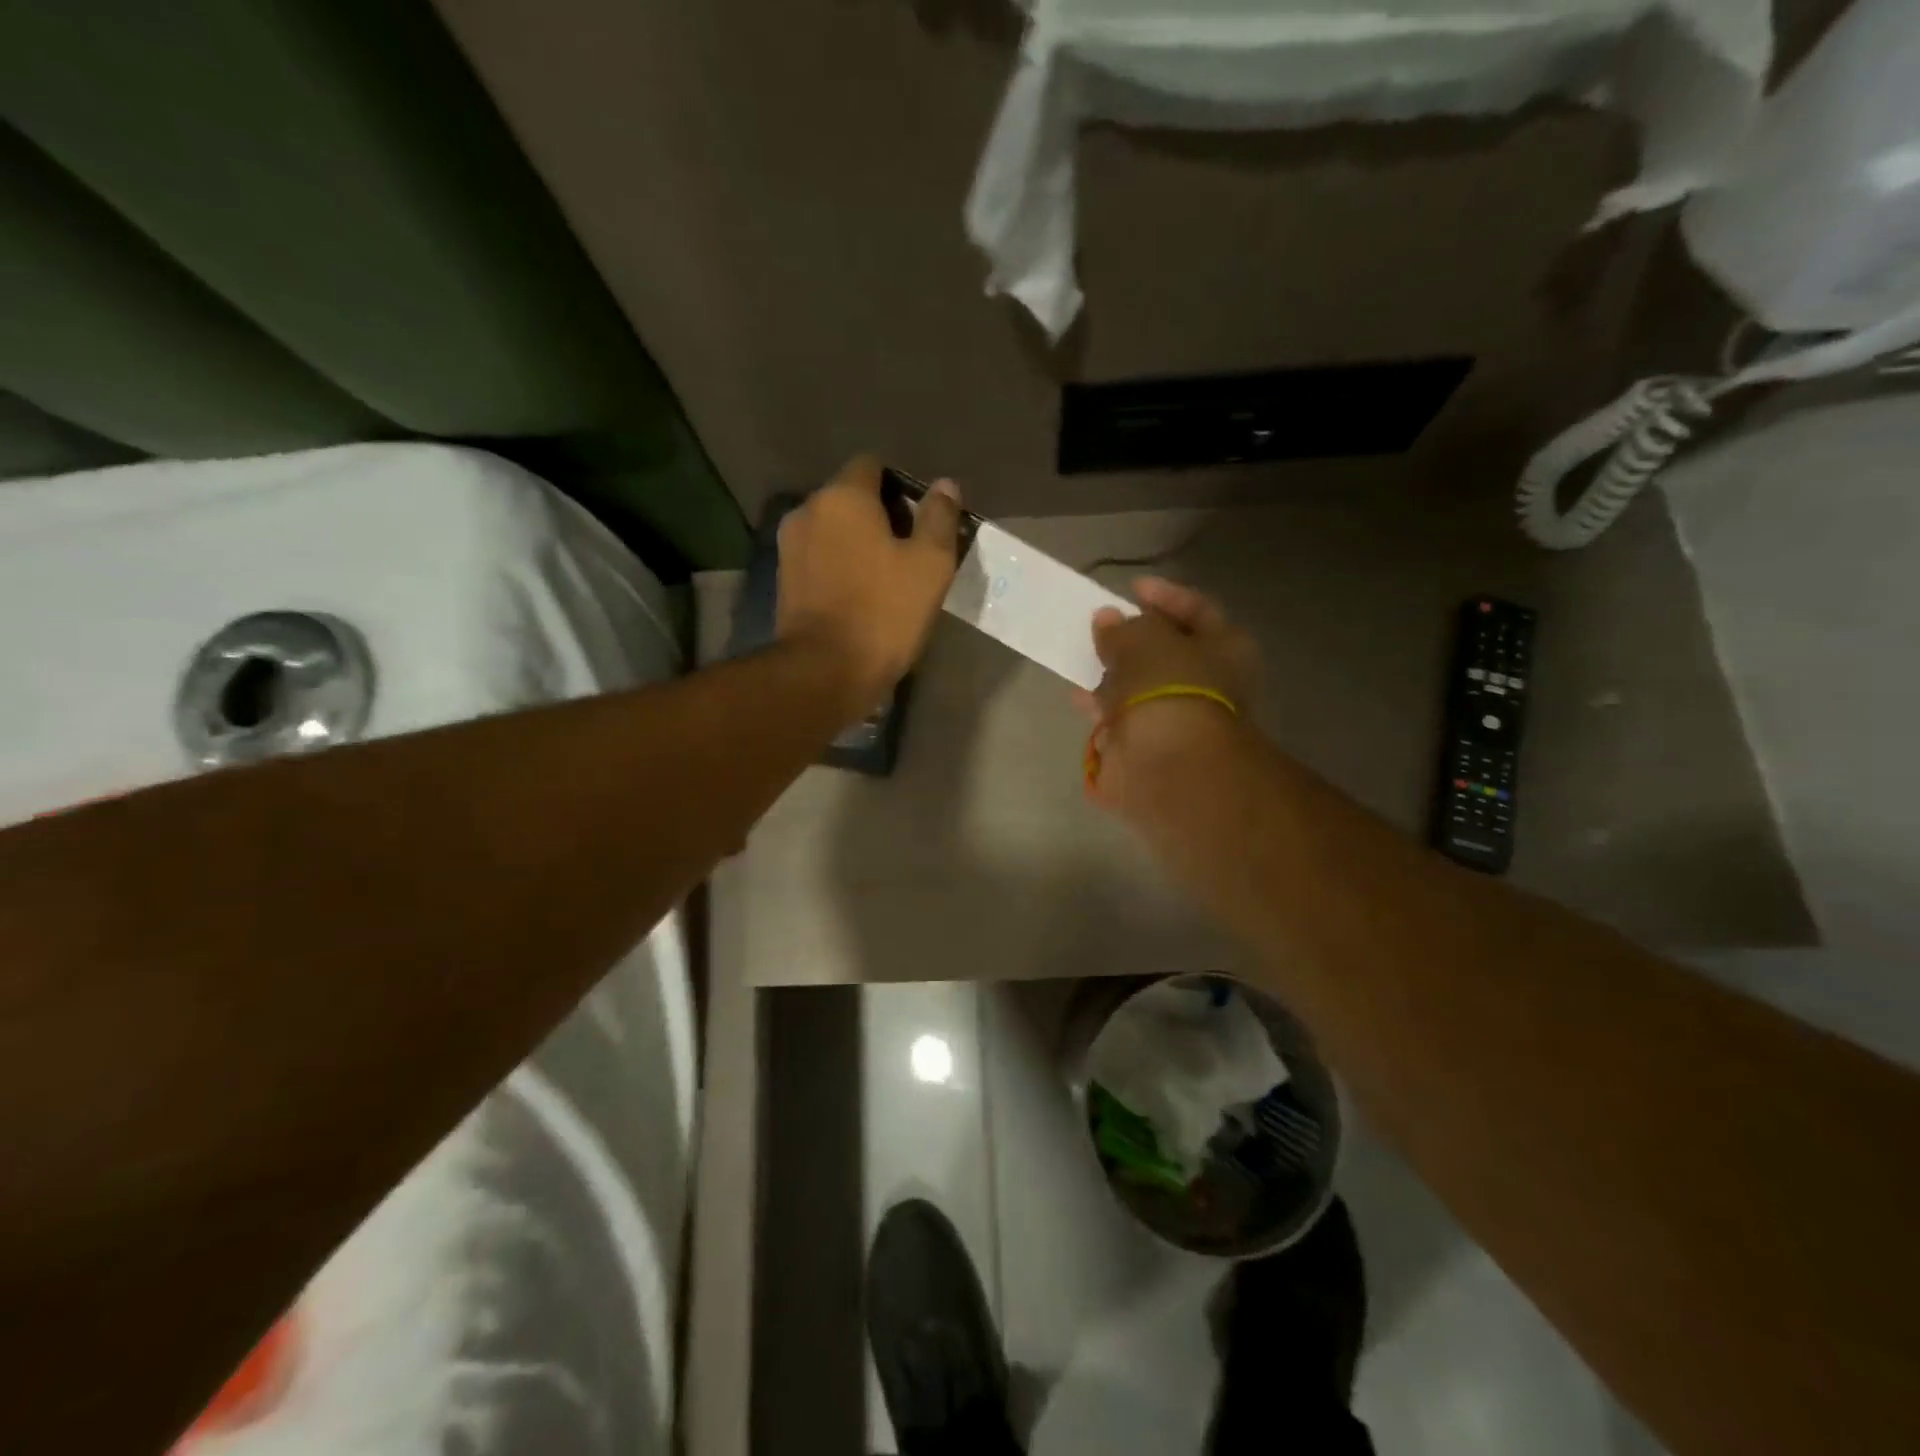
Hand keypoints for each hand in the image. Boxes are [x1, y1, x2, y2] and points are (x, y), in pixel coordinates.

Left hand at [776, 456, 961, 706]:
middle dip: (880, 516)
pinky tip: (860, 596)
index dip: (901, 486)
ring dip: (858, 544)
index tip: (922, 520)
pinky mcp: (784, 581)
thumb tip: (945, 485)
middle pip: (850, 498)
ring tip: (886, 578)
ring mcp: (790, 547)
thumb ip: (939, 517)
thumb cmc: (884, 612)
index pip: (872, 466)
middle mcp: (808, 511)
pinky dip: (839, 567)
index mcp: (843, 496)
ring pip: (833, 531)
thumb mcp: (930, 564)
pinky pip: (819, 559)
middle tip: (911, 553)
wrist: (825, 671)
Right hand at [1075, 577, 1259, 814]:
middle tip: (1101, 627)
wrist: (1170, 764)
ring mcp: (1177, 718)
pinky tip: (1078, 698)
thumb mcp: (1143, 640)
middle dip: (1133, 640)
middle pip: (1167, 652)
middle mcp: (1207, 683)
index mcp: (1224, 648)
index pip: (1197, 610)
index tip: (1131, 589)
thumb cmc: (1169, 686)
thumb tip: (1107, 620)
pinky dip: (1102, 708)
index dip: (1165, 596)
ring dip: (1113, 674)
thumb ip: (1123, 627)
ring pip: (1141, 687)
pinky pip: (1122, 718)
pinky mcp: (1149, 747)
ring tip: (1082, 659)